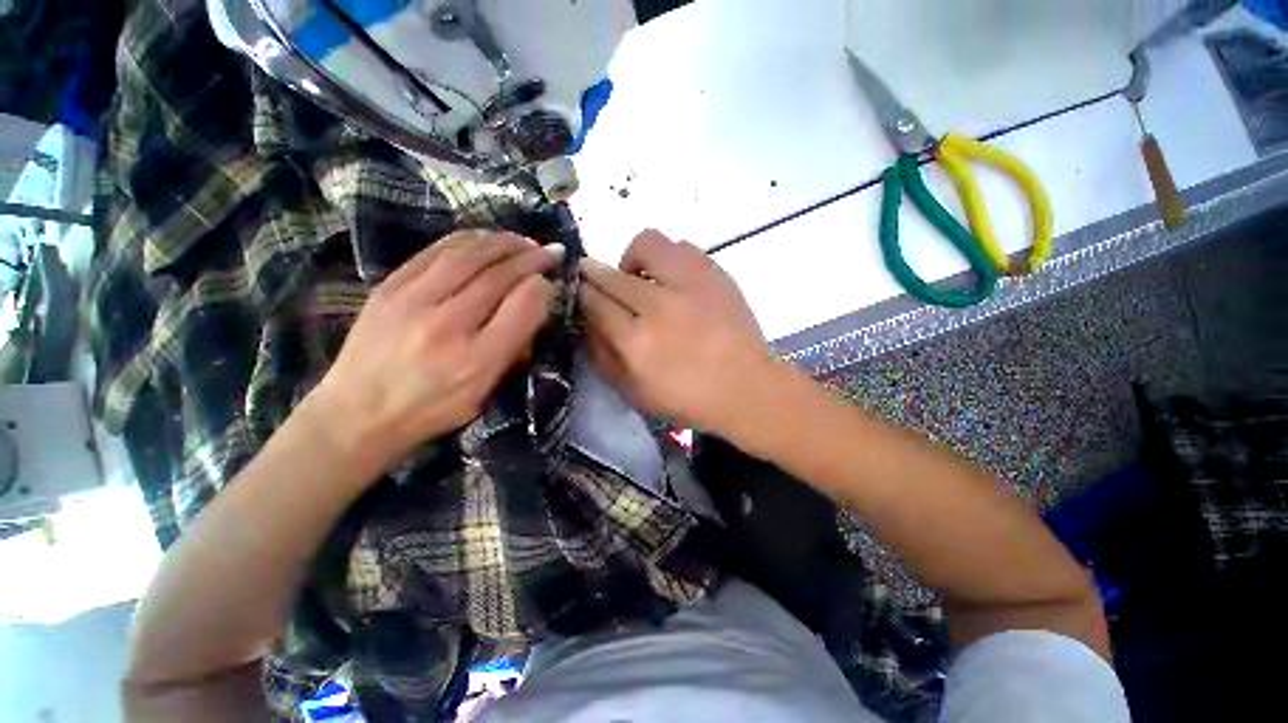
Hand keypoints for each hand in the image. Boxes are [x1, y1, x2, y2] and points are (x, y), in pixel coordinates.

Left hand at [309, 231, 562, 474]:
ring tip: (523, 241)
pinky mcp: (389, 287)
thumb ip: (513, 349)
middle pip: (499, 274)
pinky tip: (485, 239)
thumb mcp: (486, 392)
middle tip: (552, 251)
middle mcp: (447, 325)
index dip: (543, 287)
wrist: (357, 414)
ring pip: (469, 254)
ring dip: (503, 242)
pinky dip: (468, 239)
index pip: (523, 306)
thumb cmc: (432, 409)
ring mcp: (412, 300)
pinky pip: (437, 251)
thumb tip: (534, 303)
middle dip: (532, 257)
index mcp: (477, 359)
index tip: (552, 282)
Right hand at [579, 230, 775, 433]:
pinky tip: (672, 280)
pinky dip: (668, 259)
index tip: (576, 288)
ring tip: (641, 279)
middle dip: (594, 274)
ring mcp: (691, 285)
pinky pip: (682, 247)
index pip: (594, 303)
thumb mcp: (634, 392)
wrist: (747, 389)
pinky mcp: (715, 274)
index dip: (580, 292)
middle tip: (599, 281)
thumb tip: (584, 322)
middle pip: (611, 275)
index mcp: (637, 342)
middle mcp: (659, 307)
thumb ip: (602, 356)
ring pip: (646, 245)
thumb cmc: (689, 399)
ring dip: (633, 259)